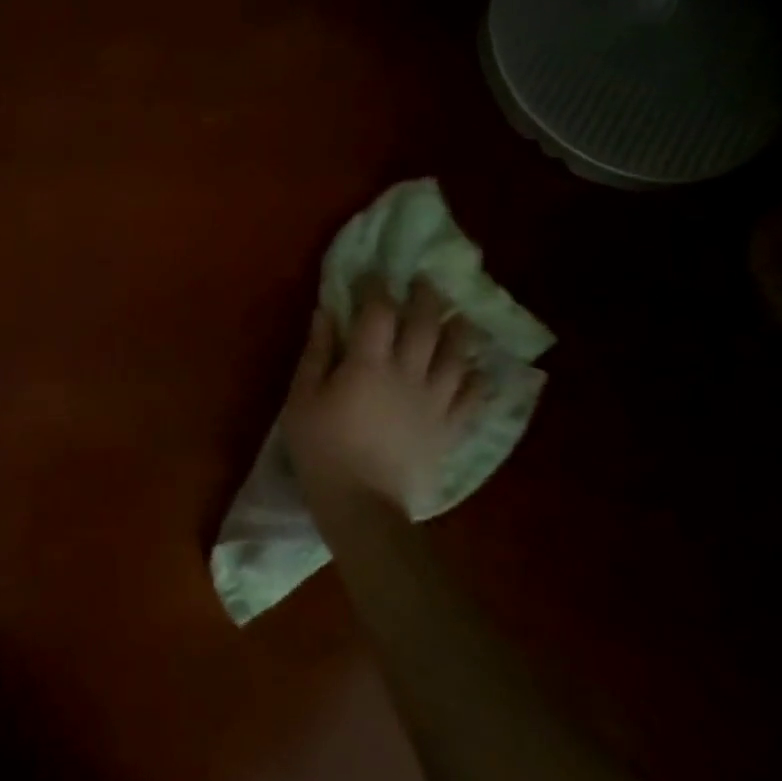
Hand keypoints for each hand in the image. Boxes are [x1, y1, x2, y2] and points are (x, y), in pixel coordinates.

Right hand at [282, 278, 483, 516]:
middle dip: (426, 298)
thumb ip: (317, 353)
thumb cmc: (321, 448)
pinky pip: (473, 397)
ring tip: (459, 316)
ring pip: (457, 356)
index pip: (378, 312)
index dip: (377, 288)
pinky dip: (478, 378)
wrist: (361, 505)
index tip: (375, 275)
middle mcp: (408, 374)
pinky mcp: (449, 428)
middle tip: (426, 281)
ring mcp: (435, 402)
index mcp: (368, 364)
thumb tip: (325, 313)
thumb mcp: (302, 398)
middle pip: (425, 325)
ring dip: (459, 330)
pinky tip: (478, 369)